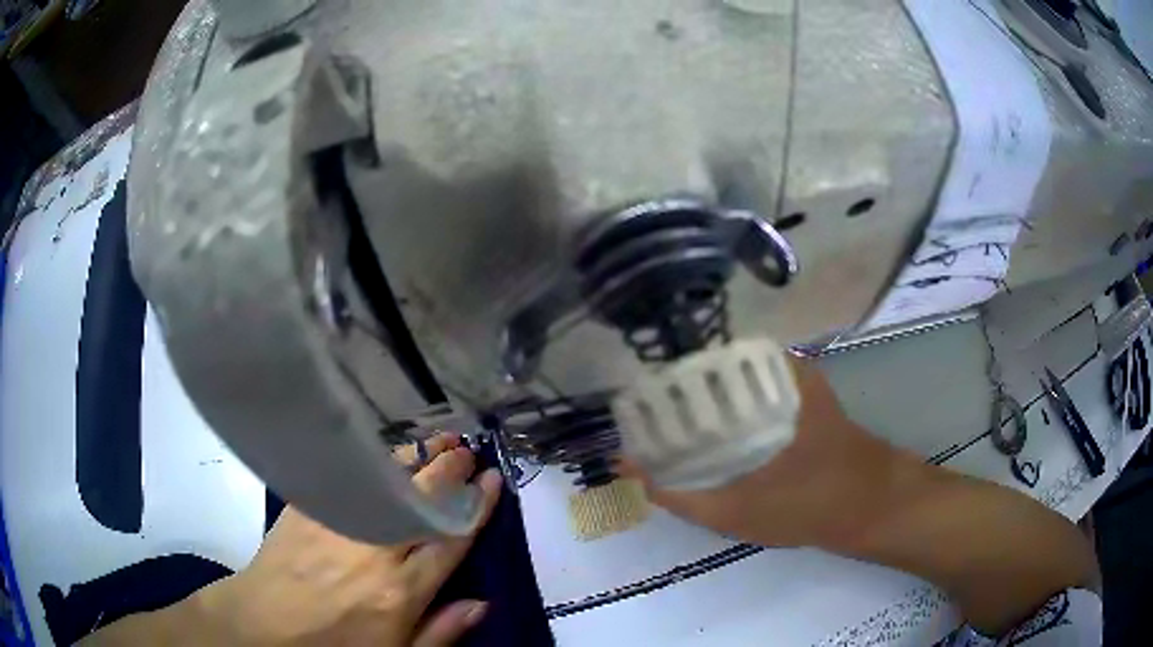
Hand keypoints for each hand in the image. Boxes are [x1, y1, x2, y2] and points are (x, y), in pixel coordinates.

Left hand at [195, 434, 501, 646]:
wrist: (264, 625)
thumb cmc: (335, 646)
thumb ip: (441, 632)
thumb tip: (482, 603)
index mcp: (401, 590)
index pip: (451, 540)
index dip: (477, 508)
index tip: (493, 480)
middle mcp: (375, 549)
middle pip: (422, 501)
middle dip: (450, 471)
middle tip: (468, 449)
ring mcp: (339, 522)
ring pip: (388, 480)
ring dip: (417, 457)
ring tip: (438, 440)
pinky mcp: (309, 507)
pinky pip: (348, 476)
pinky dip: (373, 460)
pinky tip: (386, 452)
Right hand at [627, 357, 1096, 634]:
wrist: (876, 505)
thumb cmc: (813, 503)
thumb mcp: (740, 510)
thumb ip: (682, 494)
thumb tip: (630, 469)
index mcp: (766, 379)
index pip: (698, 358)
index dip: (660, 374)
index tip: (631, 398)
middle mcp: (779, 370)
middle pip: (712, 367)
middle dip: (674, 390)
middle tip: (643, 419)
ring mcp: (795, 384)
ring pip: (733, 381)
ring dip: (700, 400)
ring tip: (667, 427)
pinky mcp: (804, 401)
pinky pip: (751, 395)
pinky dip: (726, 410)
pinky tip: (711, 439)